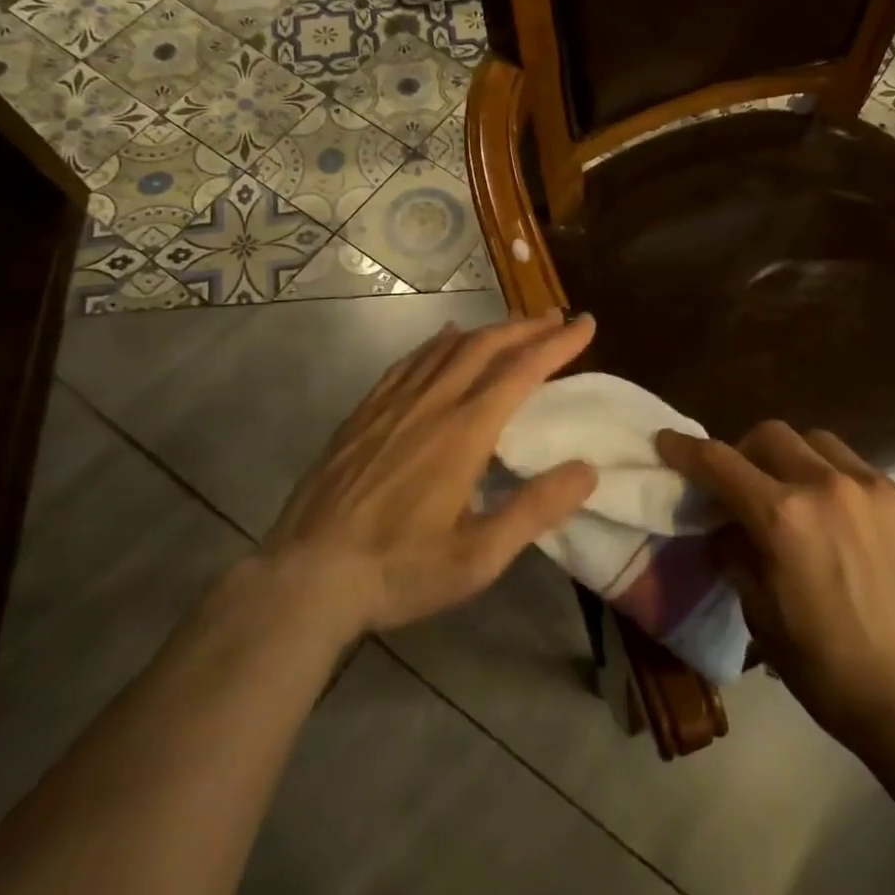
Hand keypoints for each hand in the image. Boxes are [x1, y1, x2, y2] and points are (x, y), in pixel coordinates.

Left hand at [263, 312, 598, 640]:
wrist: (307, 577)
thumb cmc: (399, 569)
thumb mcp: (478, 557)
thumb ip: (535, 510)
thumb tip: (587, 470)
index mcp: (464, 432)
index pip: (522, 371)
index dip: (557, 344)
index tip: (585, 324)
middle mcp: (432, 404)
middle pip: (486, 347)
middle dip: (526, 327)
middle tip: (556, 317)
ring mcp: (393, 404)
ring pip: (448, 347)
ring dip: (487, 330)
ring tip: (514, 324)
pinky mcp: (365, 412)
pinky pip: (409, 362)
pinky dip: (437, 342)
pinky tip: (446, 337)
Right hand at [656, 421, 894, 754]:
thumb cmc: (829, 670)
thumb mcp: (762, 615)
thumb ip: (736, 556)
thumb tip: (724, 529)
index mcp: (782, 516)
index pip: (718, 462)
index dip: (686, 449)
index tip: (667, 442)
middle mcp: (827, 485)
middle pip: (770, 434)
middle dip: (745, 450)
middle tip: (744, 483)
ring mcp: (876, 489)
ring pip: (820, 443)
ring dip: (796, 459)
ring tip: (800, 496)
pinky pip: (864, 474)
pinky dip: (842, 486)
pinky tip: (850, 525)